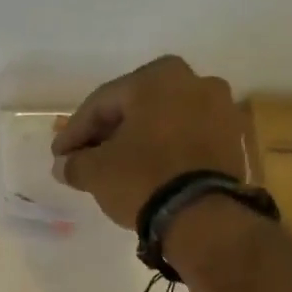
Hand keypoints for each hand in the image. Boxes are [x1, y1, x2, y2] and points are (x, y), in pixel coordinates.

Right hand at [52, 56, 249, 229]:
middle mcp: (194, 80)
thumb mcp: (96, 172)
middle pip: (136, 107)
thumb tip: (64, 164)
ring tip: (117, 167)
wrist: (202, 214)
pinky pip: (187, 139)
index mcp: (157, 77)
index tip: (59, 155)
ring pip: (164, 122)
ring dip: (138, 141)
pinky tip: (148, 171)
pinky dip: (165, 150)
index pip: (101, 103)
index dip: (75, 131)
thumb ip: (75, 163)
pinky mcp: (233, 138)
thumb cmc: (143, 179)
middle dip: (108, 133)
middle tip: (85, 158)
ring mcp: (220, 107)